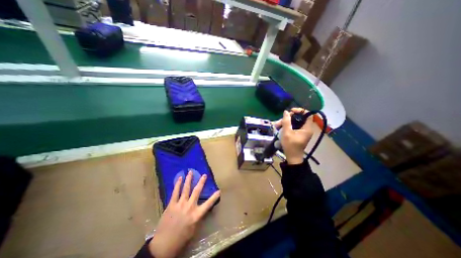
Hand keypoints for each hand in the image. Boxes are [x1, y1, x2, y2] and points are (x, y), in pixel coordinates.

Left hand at [148, 170, 218, 256]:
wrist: (164, 244)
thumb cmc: (181, 238)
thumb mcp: (194, 229)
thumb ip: (198, 217)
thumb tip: (201, 208)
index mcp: (196, 214)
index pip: (208, 204)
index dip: (214, 197)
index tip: (219, 190)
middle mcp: (190, 207)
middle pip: (197, 191)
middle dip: (201, 182)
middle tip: (204, 175)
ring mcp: (180, 204)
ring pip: (186, 189)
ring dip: (189, 179)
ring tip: (190, 172)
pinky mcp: (171, 204)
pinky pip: (175, 192)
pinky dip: (177, 184)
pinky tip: (179, 178)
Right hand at [273, 107, 313, 163]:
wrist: (292, 157)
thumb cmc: (290, 145)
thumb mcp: (287, 132)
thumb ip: (286, 121)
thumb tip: (286, 112)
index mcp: (307, 128)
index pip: (308, 114)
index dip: (300, 110)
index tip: (290, 111)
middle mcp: (307, 129)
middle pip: (299, 118)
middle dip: (289, 118)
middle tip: (280, 121)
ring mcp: (303, 132)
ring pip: (295, 122)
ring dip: (286, 122)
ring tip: (277, 126)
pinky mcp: (299, 134)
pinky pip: (294, 127)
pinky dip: (287, 126)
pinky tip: (280, 128)